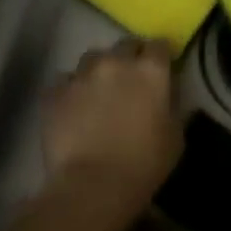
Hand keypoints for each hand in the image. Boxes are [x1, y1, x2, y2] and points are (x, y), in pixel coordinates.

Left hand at [43, 39, 182, 216]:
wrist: (93, 186)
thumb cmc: (144, 164)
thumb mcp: (175, 136)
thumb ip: (171, 106)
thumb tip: (165, 97)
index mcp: (151, 70)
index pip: (159, 45)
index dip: (160, 56)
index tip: (160, 69)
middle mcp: (117, 62)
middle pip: (125, 44)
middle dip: (129, 57)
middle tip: (129, 80)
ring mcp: (83, 74)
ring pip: (92, 58)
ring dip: (98, 70)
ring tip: (97, 91)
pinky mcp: (55, 92)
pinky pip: (64, 81)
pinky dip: (70, 90)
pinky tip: (72, 108)